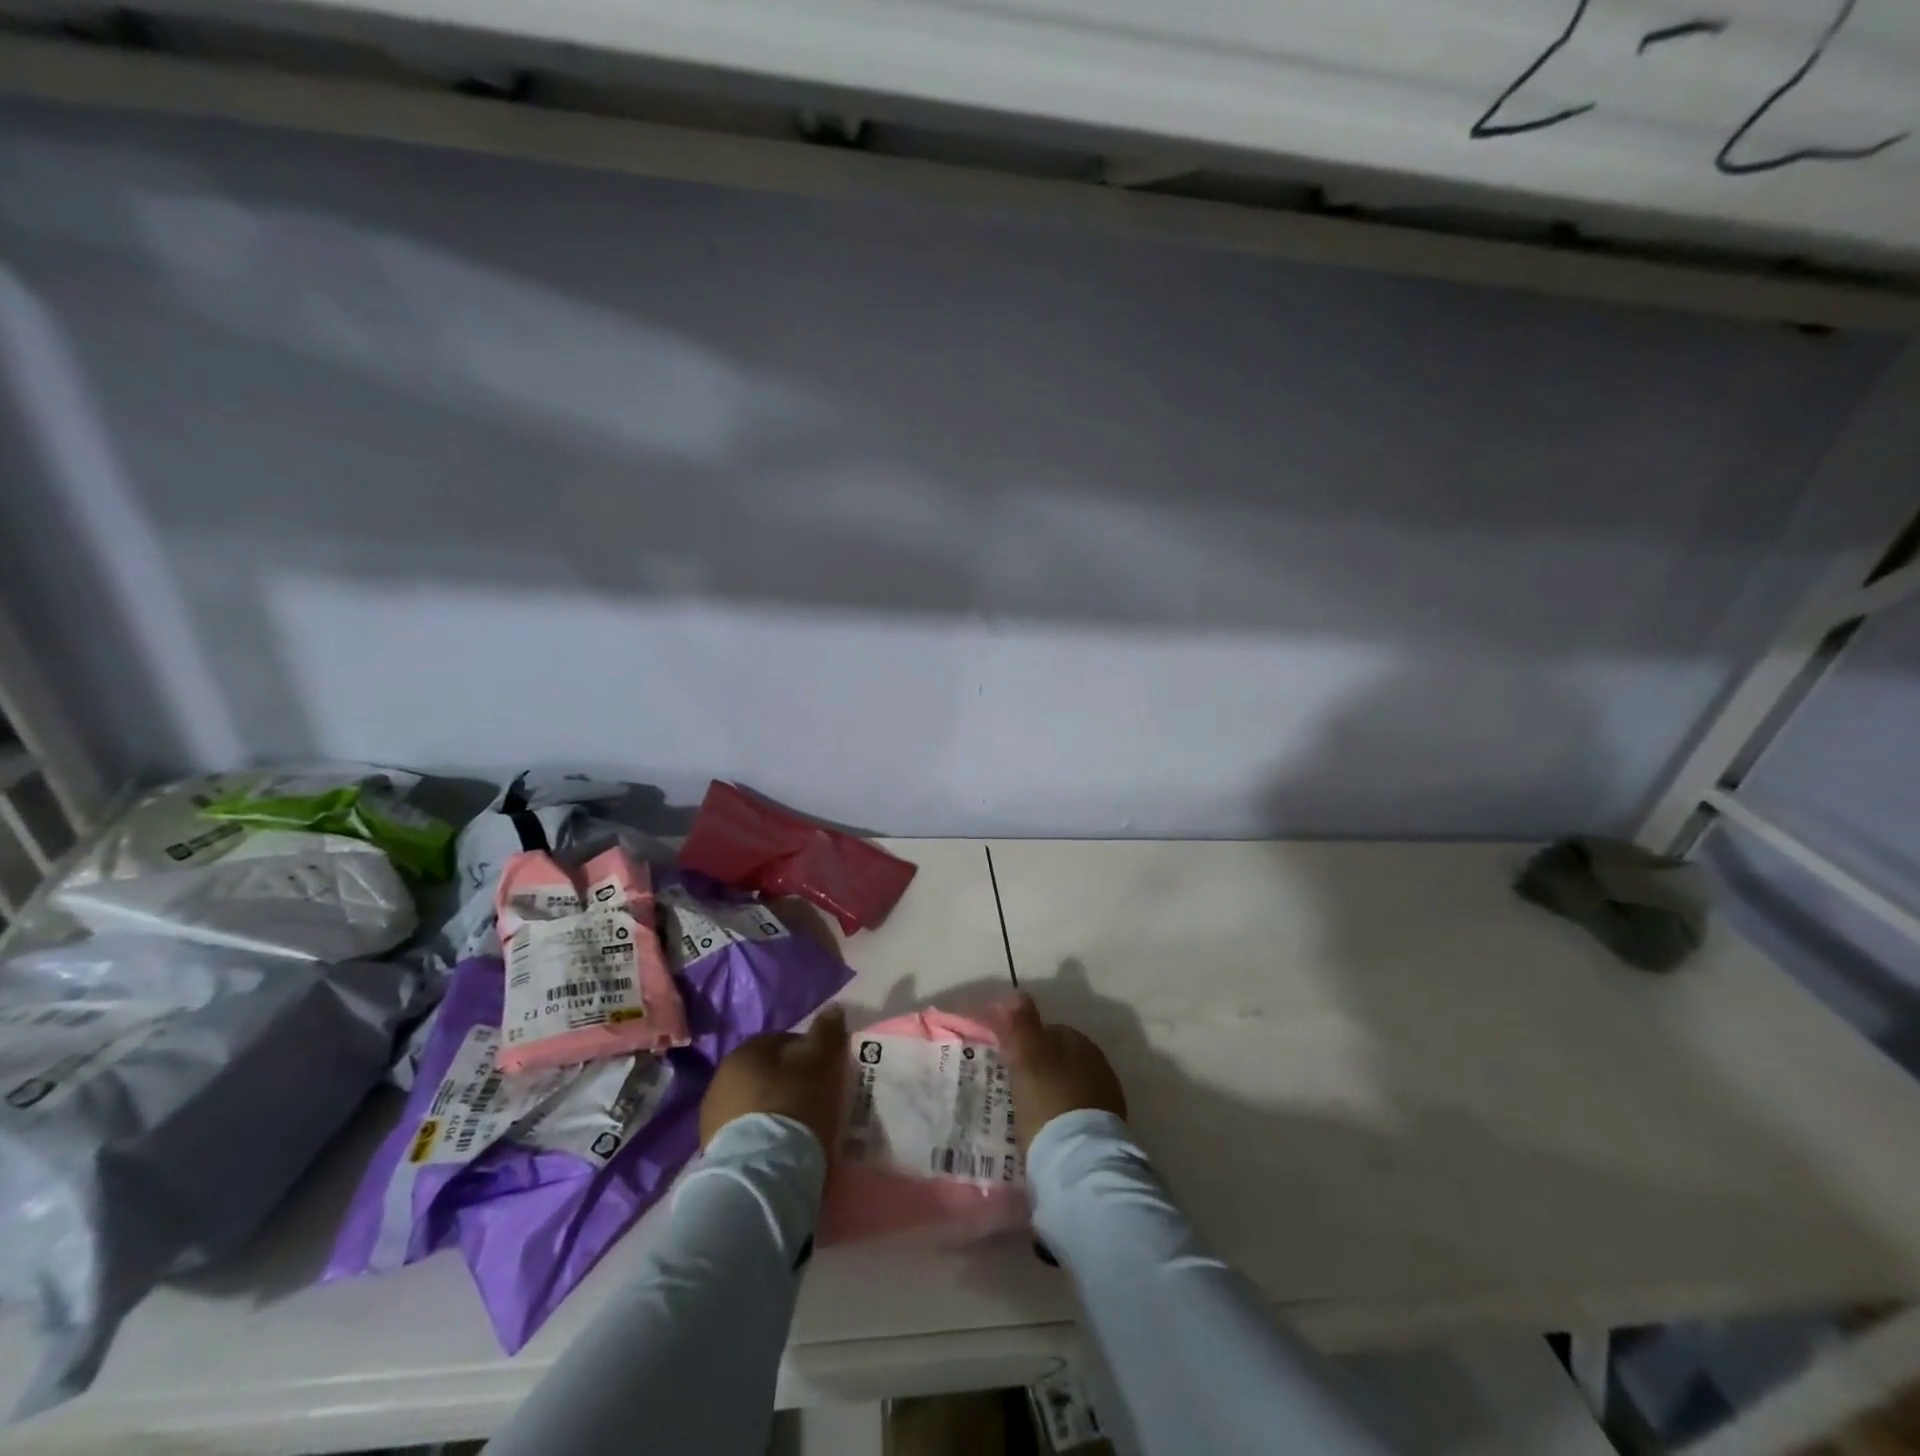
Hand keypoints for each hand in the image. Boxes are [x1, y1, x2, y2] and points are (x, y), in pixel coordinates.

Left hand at [699, 1006, 849, 1151]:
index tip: (824, 1073)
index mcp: (745, 1052)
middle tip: (813, 1100)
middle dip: (787, 1082)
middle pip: (765, 1074)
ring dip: (771, 1111)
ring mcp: (712, 1118)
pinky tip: (779, 1151)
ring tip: (798, 1131)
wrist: (761, 1174)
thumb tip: (832, 1008)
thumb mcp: (820, 1062)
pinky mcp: (712, 1153)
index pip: (781, 1041)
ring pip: (753, 1105)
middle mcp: (721, 1078)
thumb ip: (826, 1032)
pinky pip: (744, 1135)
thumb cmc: (793, 1105)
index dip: (807, 1054)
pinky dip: (760, 1138)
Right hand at [1002, 993, 1126, 1156]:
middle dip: (1041, 1068)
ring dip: (1052, 1093)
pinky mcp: (1106, 1132)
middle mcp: (1099, 1066)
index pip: (1052, 1031)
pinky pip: (1076, 1114)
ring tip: (1027, 1111)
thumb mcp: (1028, 1058)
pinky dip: (1061, 1117)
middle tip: (1014, 1085)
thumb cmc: (1049, 1101)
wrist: (1079, 1162)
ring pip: (1070, 1087)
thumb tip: (1018, 993)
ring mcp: (1106, 1099)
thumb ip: (1022, 1024)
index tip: (1008, 1059)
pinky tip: (1046, 1130)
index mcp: (1081, 1044)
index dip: (1028, 1042)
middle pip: (1062, 1059)